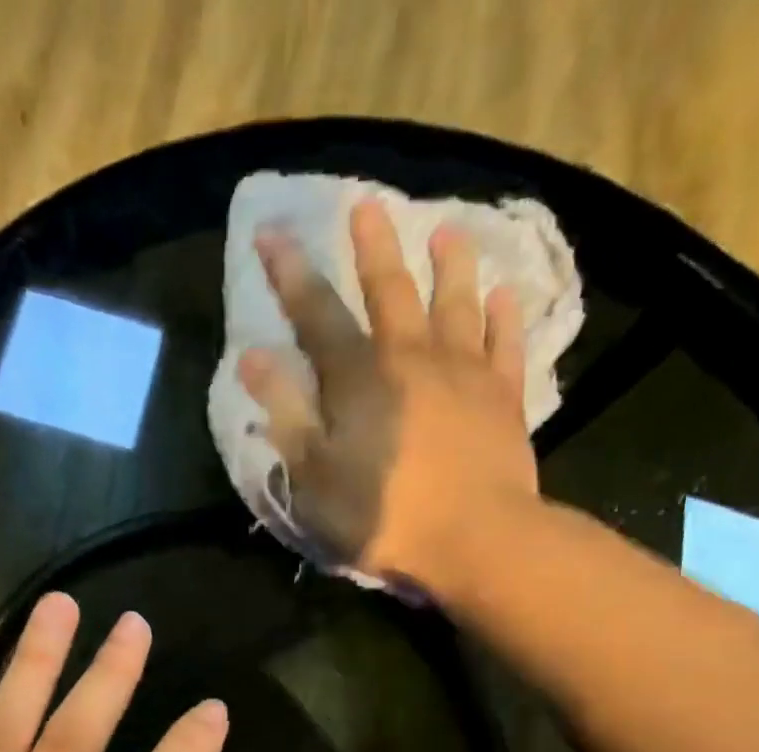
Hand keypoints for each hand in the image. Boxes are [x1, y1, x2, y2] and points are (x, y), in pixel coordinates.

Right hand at [239, 197, 542, 596]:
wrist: (474, 538)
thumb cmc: (383, 515)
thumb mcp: (314, 476)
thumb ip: (286, 414)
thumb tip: (252, 358)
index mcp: (359, 378)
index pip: (317, 314)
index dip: (291, 274)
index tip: (272, 232)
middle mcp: (412, 357)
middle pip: (390, 290)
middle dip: (373, 247)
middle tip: (368, 204)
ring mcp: (465, 372)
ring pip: (456, 303)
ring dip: (450, 265)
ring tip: (448, 232)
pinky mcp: (504, 396)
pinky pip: (506, 343)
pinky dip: (505, 315)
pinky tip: (505, 294)